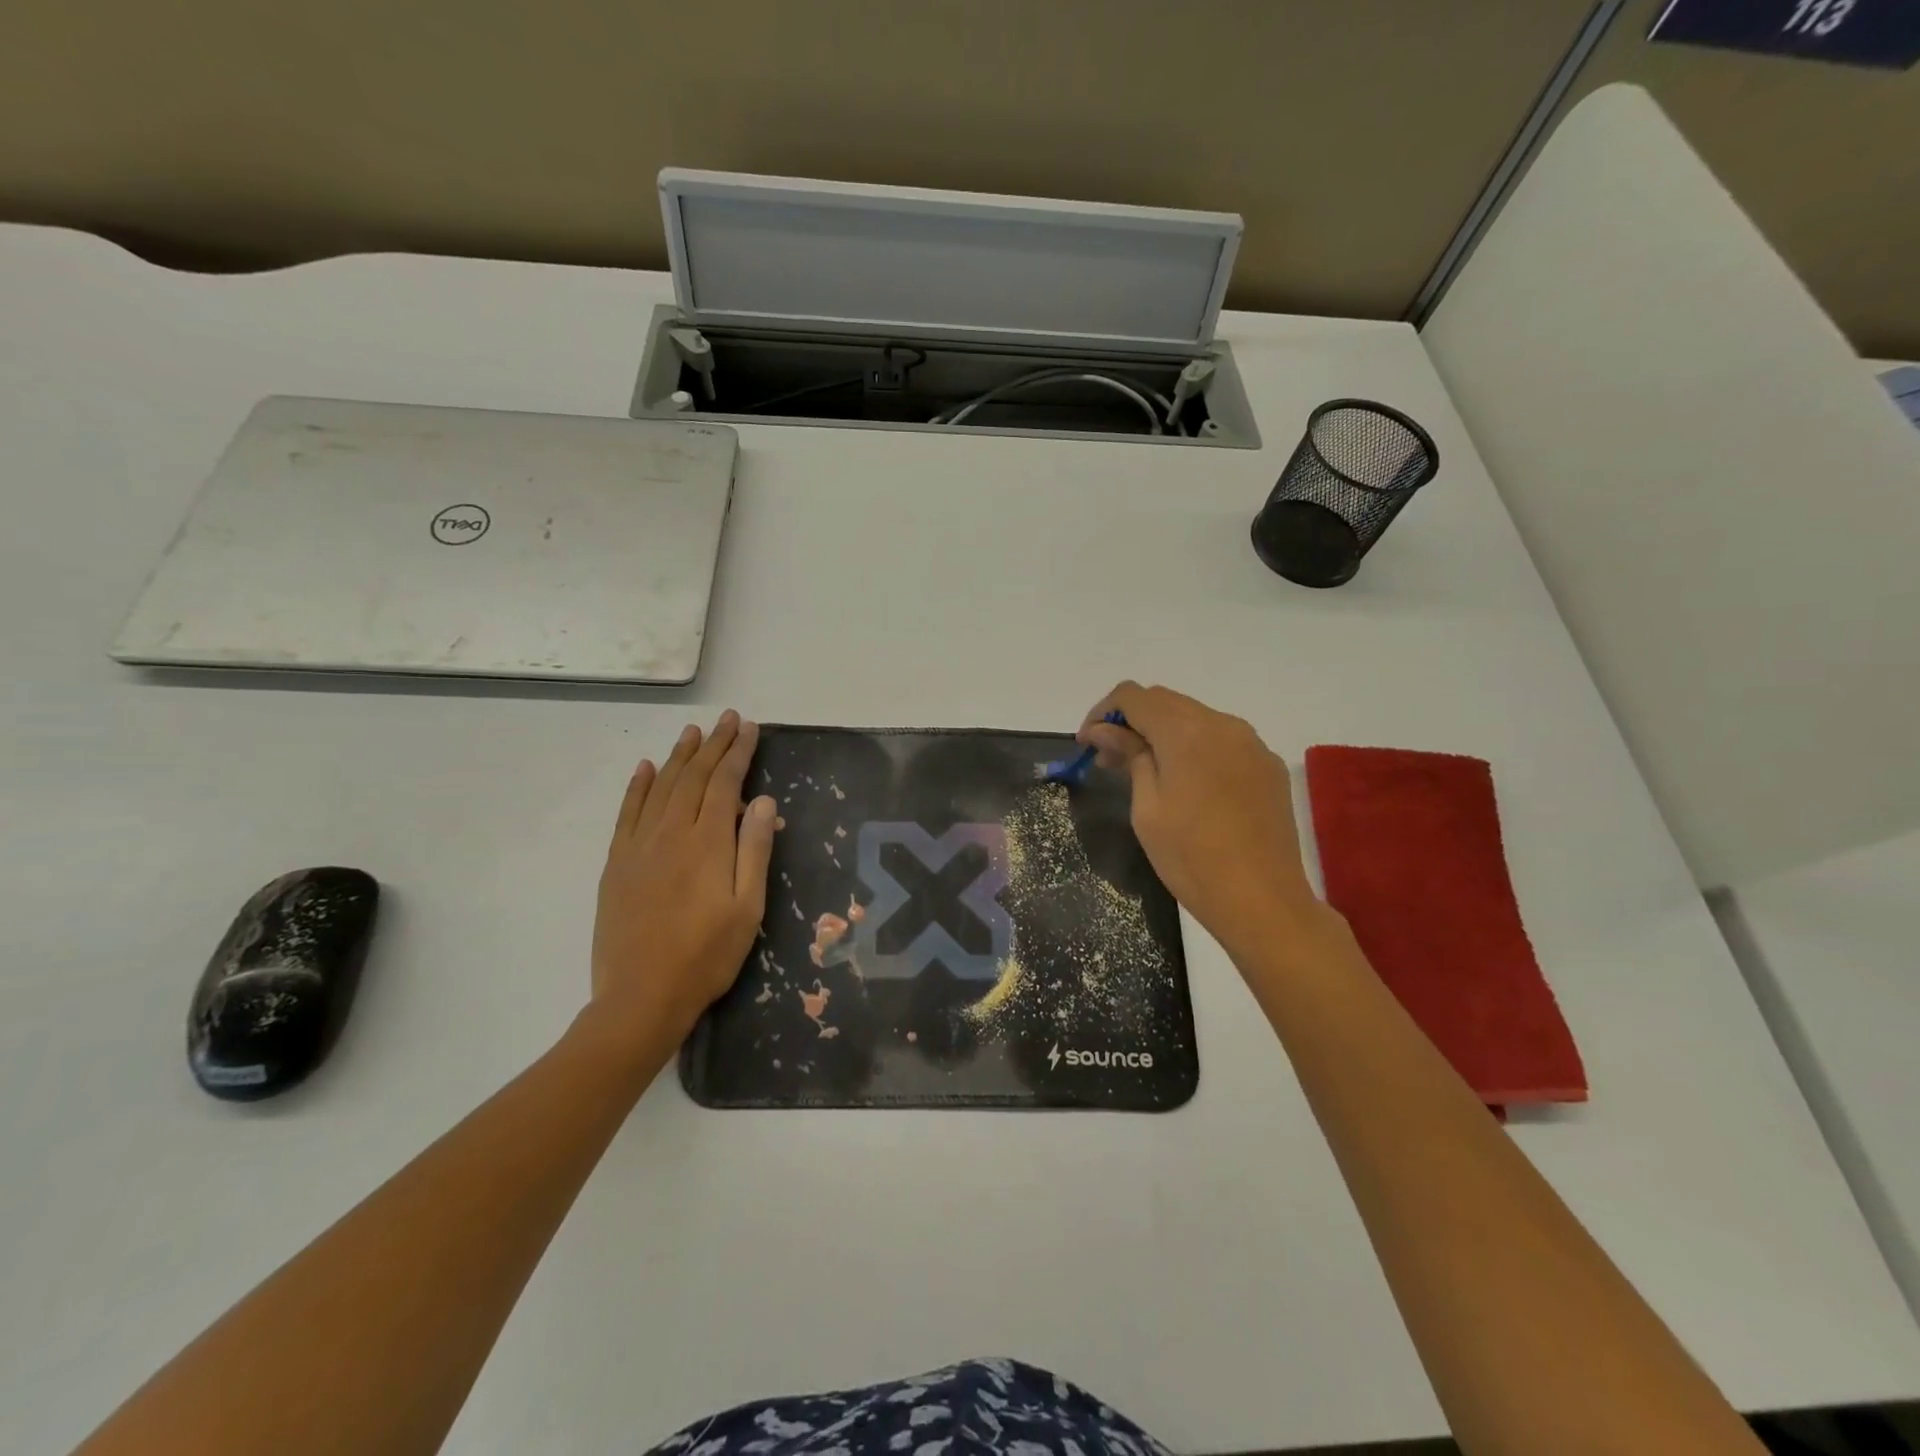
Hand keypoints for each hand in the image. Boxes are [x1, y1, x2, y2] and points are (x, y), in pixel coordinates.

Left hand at [589, 710, 778, 1052]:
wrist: (641, 997)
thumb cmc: (707, 956)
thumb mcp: (748, 908)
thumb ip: (755, 850)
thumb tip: (764, 801)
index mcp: (708, 843)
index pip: (725, 784)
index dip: (738, 753)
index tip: (750, 728)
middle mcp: (671, 834)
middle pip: (694, 777)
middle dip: (713, 745)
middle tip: (728, 719)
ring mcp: (639, 847)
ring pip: (661, 788)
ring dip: (679, 756)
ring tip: (693, 732)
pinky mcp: (617, 864)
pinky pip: (628, 813)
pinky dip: (638, 787)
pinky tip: (646, 769)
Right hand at [1079, 682, 1318, 953]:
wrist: (1262, 900)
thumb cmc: (1191, 858)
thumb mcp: (1147, 807)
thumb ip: (1129, 756)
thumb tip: (1103, 729)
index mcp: (1186, 732)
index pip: (1133, 696)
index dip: (1103, 713)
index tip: (1087, 744)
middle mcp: (1222, 724)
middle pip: (1165, 702)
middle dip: (1131, 722)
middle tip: (1109, 760)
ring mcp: (1251, 743)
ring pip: (1195, 718)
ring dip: (1163, 733)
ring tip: (1145, 772)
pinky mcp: (1268, 765)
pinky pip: (1222, 740)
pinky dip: (1194, 748)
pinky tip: (1187, 785)